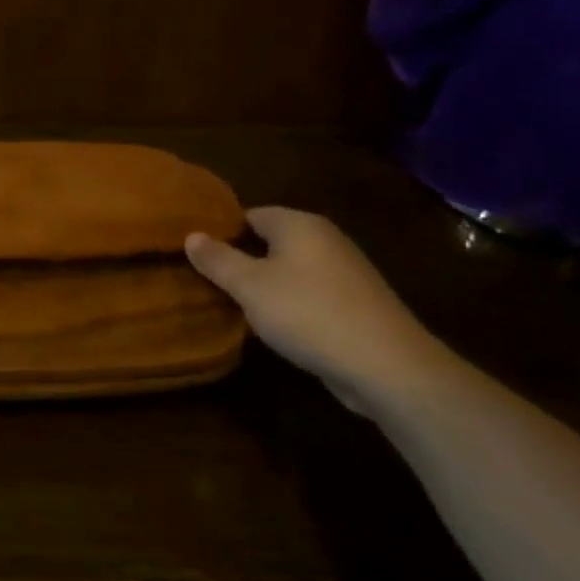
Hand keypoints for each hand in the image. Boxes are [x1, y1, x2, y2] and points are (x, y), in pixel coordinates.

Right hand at [186, 208, 457, 415]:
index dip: (222, 231)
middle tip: (210, 280)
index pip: (250, 214)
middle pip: (272, 241)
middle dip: (243, 259)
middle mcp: (325, 238)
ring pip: (292, 269)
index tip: (197, 253)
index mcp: (299, 224)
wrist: (388, 366)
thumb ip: (218, 260)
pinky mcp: (358, 304)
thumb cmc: (308, 313)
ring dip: (267, 285)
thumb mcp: (250, 286)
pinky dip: (292, 304)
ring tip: (236, 305)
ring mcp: (346, 271)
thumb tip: (191, 235)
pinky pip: (312, 293)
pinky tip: (277, 327)